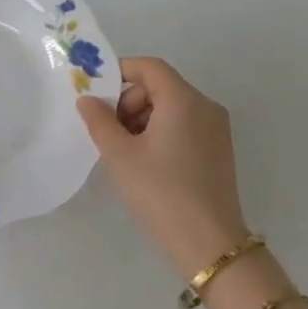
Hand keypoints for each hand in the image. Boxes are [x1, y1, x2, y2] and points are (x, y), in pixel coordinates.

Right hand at [78, 57, 250, 277]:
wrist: (208, 242)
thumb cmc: (159, 191)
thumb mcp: (119, 154)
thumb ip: (99, 120)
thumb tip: (88, 99)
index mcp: (184, 100)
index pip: (150, 67)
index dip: (120, 72)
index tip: (96, 95)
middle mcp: (205, 107)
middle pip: (160, 86)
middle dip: (129, 102)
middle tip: (109, 132)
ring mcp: (217, 129)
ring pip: (172, 107)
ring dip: (142, 119)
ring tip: (125, 152)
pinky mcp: (219, 150)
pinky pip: (184, 125)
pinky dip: (161, 132)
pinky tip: (147, 163)